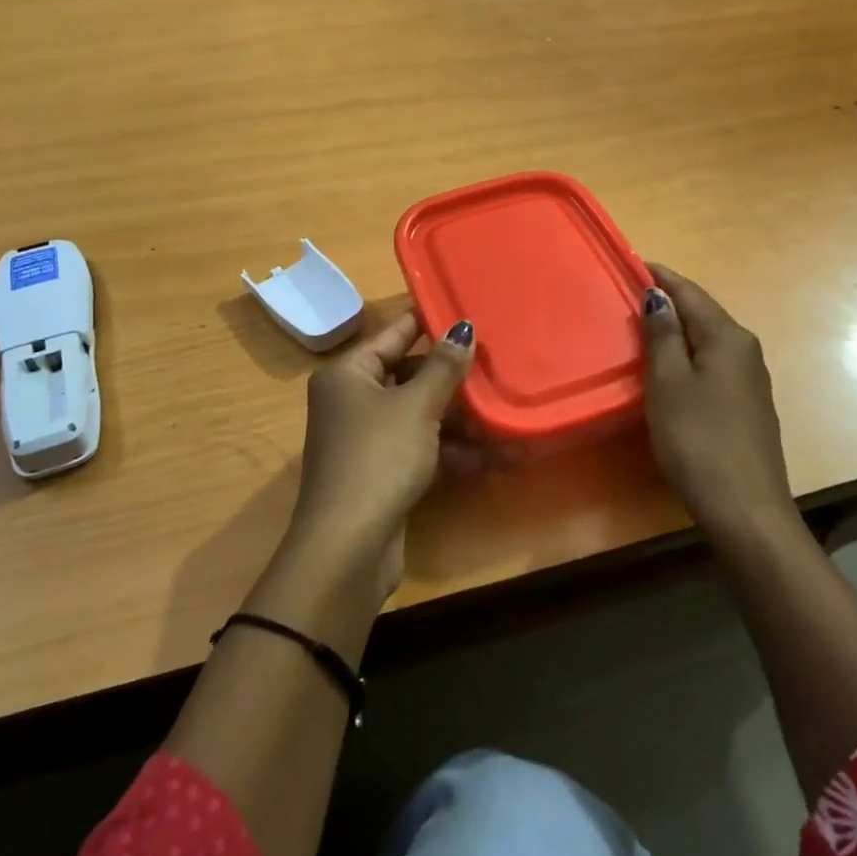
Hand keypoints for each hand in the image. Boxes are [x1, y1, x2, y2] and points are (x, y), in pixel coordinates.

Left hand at [288, 312, 475, 598]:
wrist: (348, 547)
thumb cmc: (379, 458)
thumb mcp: (416, 406)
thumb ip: (444, 367)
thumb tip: (463, 327)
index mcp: (348, 374)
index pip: (393, 333)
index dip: (429, 321)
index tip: (466, 307)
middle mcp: (353, 400)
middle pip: (409, 374)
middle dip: (453, 376)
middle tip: (498, 362)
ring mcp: (369, 438)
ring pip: (421, 414)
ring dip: (462, 418)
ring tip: (508, 409)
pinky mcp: (385, 471)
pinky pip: (424, 447)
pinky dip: (456, 450)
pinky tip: (502, 454)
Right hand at [640, 263, 799, 540]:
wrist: (745, 508)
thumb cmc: (698, 439)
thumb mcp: (669, 383)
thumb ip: (662, 335)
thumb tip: (658, 295)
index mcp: (728, 337)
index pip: (690, 293)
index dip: (660, 276)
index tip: (632, 261)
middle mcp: (745, 350)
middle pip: (702, 314)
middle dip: (668, 301)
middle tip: (628, 295)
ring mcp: (750, 379)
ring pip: (707, 340)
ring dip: (677, 330)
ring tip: (641, 326)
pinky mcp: (747, 405)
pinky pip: (712, 364)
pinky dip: (687, 355)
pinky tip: (669, 366)